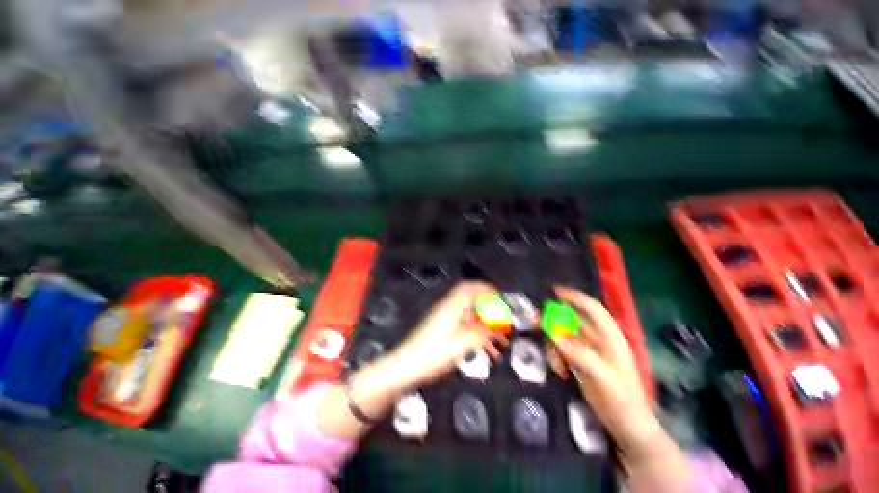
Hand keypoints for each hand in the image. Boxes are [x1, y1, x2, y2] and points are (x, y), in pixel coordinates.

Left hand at [385, 282, 507, 391]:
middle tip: (503, 319)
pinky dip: (478, 333)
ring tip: (501, 339)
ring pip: (470, 316)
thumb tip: (498, 326)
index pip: (470, 288)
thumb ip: (482, 333)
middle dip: (490, 309)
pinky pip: (465, 326)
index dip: (486, 289)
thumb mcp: (461, 344)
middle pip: (472, 301)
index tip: (501, 298)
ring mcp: (446, 319)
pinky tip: (487, 349)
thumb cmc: (433, 354)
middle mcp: (449, 309)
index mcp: (452, 307)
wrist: (407, 366)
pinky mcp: (444, 330)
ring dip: (485, 324)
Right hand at [551, 286, 663, 462]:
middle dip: (554, 320)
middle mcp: (599, 340)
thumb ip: (579, 355)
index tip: (555, 292)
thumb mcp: (603, 379)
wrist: (627, 427)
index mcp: (610, 338)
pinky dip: (557, 356)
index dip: (576, 298)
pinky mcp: (582, 362)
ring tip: (556, 365)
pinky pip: (563, 350)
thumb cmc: (622, 401)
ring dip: (554, 345)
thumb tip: (554, 335)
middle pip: (573, 321)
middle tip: (535, 323)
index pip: (593, 310)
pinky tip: (561, 371)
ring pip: (565, 335)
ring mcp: (589, 351)